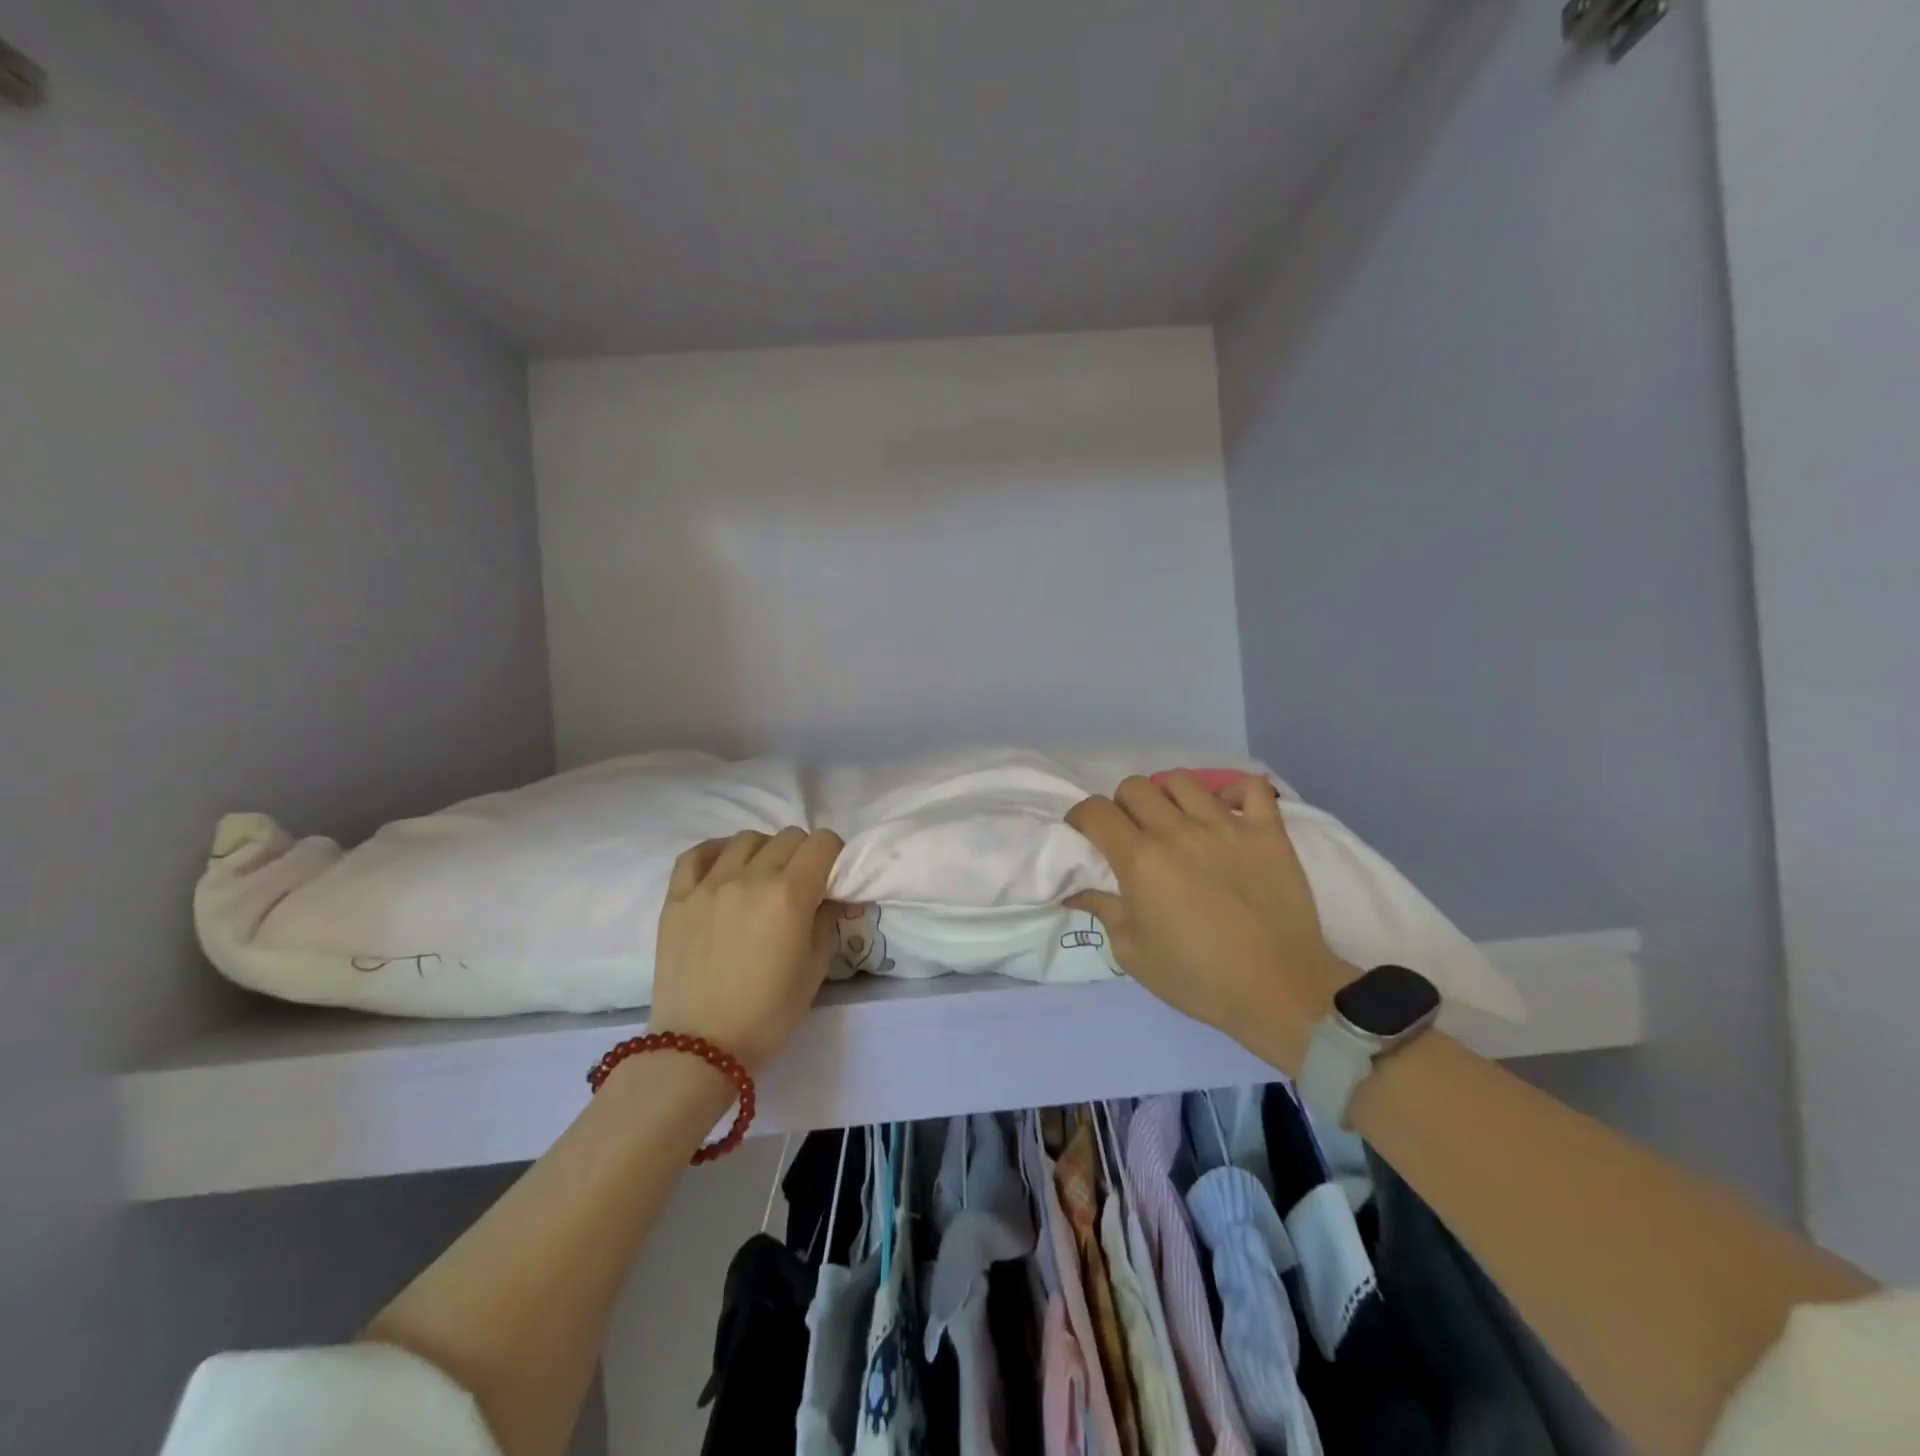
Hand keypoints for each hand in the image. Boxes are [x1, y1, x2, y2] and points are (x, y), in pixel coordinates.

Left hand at [649, 827, 844, 1068]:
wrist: (699, 1048)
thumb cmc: (768, 1013)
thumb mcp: (815, 969)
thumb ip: (826, 921)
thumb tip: (831, 896)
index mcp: (790, 894)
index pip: (822, 842)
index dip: (834, 854)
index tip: (831, 875)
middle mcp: (751, 877)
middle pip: (788, 837)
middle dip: (802, 853)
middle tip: (800, 882)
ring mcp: (709, 884)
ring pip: (746, 839)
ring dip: (763, 851)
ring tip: (761, 877)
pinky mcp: (677, 897)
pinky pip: (696, 854)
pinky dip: (716, 852)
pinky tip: (723, 867)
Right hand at [1066, 772, 1353, 1048]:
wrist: (1279, 991)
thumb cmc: (1198, 978)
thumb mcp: (1134, 954)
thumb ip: (1104, 911)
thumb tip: (1076, 891)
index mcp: (1140, 860)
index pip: (1096, 811)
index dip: (1081, 817)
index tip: (1084, 834)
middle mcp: (1178, 831)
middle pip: (1134, 787)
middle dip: (1122, 806)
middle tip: (1131, 834)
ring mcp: (1226, 825)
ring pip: (1181, 781)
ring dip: (1167, 797)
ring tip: (1175, 822)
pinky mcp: (1267, 831)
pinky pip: (1249, 787)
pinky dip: (1233, 791)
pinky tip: (1226, 812)